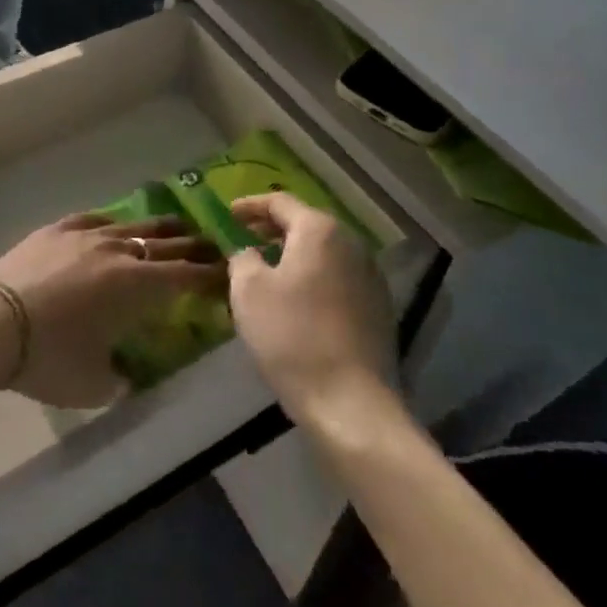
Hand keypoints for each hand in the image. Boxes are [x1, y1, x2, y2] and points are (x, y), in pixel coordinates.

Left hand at [0, 213, 225, 406]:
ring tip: (175, 225)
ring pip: (133, 226)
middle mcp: (119, 252)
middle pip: (166, 244)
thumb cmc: (46, 357)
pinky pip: (93, 219)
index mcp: (136, 286)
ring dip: (158, 229)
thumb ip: (118, 379)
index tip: (228, 273)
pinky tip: (112, 225)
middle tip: (213, 245)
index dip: (210, 275)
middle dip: (193, 246)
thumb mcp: (92, 384)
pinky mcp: (57, 229)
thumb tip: (126, 374)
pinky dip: (110, 223)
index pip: (186, 276)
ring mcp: (86, 235)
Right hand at [228, 193, 395, 420]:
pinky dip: (313, 277)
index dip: (250, 205)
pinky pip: (337, 278)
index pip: (280, 203)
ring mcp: (370, 276)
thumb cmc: (293, 337)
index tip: (228, 213)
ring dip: (294, 255)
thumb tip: (249, 252)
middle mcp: (351, 243)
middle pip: (306, 224)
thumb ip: (243, 258)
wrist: (351, 403)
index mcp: (320, 231)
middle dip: (272, 229)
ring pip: (324, 252)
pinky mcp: (378, 308)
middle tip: (244, 239)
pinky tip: (296, 300)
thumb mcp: (248, 291)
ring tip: (267, 270)